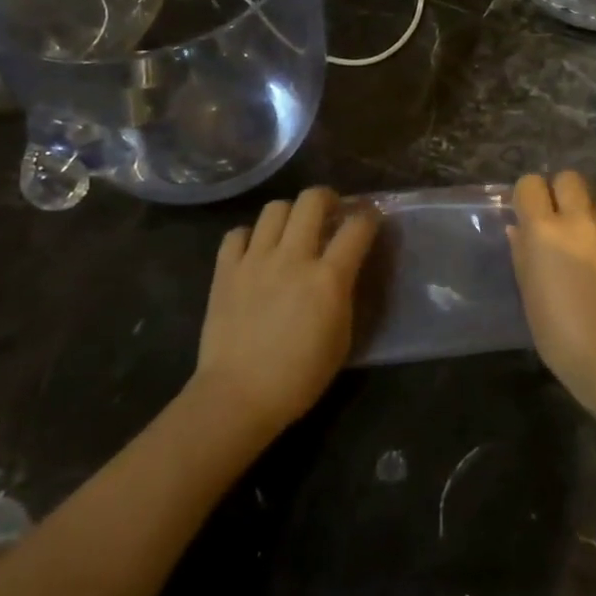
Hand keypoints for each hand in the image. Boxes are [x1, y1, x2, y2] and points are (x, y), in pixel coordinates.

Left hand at [195, 187, 378, 436]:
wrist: (238, 397)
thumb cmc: (300, 376)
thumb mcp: (342, 337)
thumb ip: (345, 294)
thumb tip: (345, 271)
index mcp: (328, 277)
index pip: (357, 227)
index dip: (369, 217)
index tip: (370, 220)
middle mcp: (293, 257)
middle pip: (312, 200)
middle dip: (327, 198)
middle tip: (331, 212)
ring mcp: (255, 260)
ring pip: (275, 208)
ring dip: (289, 214)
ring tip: (292, 231)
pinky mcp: (225, 270)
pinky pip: (237, 233)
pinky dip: (250, 236)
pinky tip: (255, 252)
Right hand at [508, 172, 595, 433]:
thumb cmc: (560, 334)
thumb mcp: (529, 294)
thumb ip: (523, 253)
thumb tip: (519, 228)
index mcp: (544, 230)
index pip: (530, 183)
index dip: (529, 196)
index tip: (530, 214)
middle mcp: (579, 219)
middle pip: (569, 178)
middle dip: (563, 192)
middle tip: (561, 222)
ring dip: (590, 220)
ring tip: (591, 251)